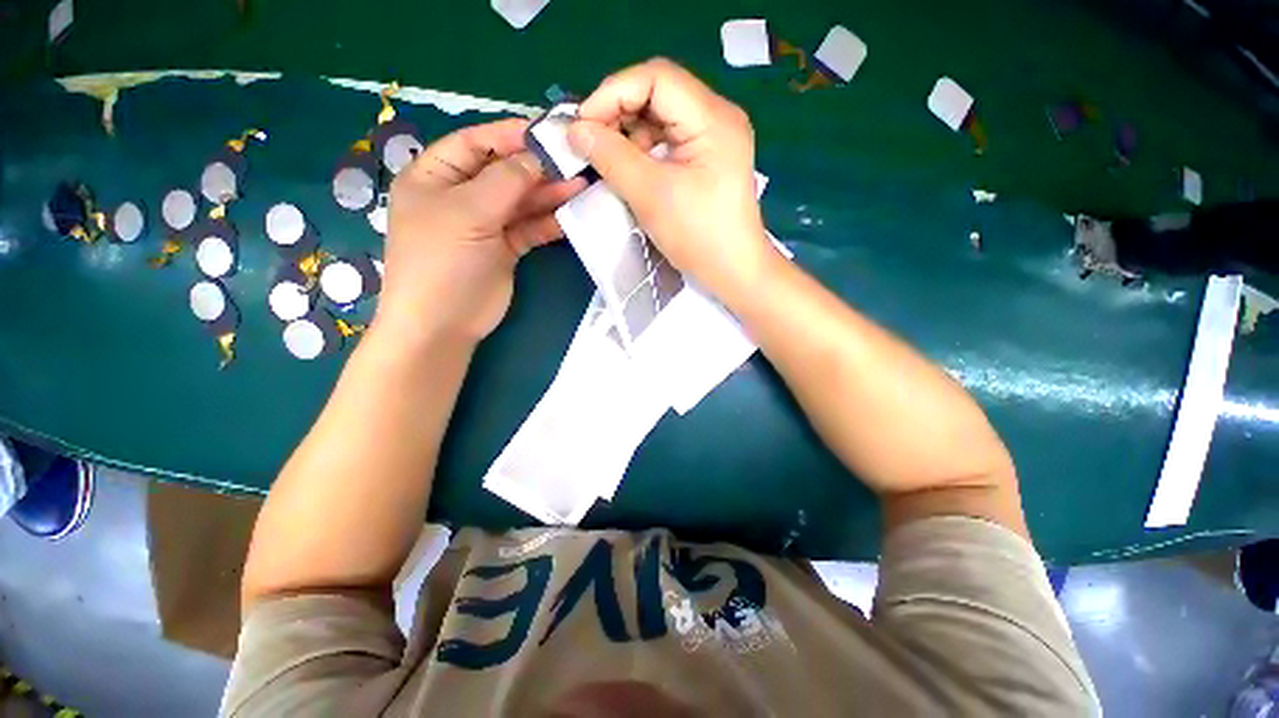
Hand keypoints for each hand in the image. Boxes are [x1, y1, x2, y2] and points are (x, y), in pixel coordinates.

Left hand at [377, 118, 584, 344]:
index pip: (475, 143)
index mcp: (435, 176)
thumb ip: (506, 180)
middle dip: (537, 166)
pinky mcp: (505, 248)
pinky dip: (549, 221)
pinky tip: (571, 213)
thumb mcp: (468, 212)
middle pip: (503, 172)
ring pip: (521, 201)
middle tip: (575, 161)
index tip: (548, 132)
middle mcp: (460, 195)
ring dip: (549, 194)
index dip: (510, 134)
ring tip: (581, 185)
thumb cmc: (443, 261)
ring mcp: (485, 223)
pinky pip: (529, 227)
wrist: (443, 324)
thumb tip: (538, 155)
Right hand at [568, 58, 770, 295]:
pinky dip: (644, 150)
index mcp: (713, 118)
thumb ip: (610, 156)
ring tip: (609, 160)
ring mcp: (715, 139)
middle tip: (591, 142)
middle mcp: (717, 118)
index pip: (656, 78)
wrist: (733, 272)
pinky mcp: (708, 160)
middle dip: (619, 113)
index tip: (582, 125)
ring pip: (661, 118)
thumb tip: (575, 130)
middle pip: (658, 94)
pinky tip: (631, 169)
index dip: (612, 93)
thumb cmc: (698, 236)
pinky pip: (669, 141)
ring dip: (629, 134)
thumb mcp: (650, 195)